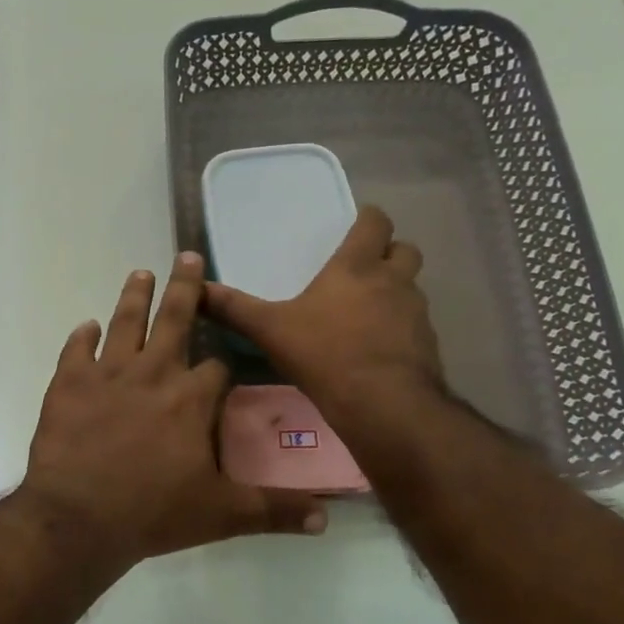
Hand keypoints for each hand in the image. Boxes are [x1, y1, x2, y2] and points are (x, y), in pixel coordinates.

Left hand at [21, 252, 325, 572]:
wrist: (79, 518)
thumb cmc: (153, 512)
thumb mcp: (222, 514)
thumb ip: (274, 509)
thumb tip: (325, 521)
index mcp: (192, 397)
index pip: (218, 366)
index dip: (224, 362)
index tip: (225, 362)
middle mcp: (154, 372)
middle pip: (174, 318)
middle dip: (185, 287)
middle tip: (187, 255)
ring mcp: (108, 373)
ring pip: (126, 321)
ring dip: (135, 295)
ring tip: (141, 273)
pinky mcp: (69, 382)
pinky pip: (76, 349)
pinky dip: (82, 336)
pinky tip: (87, 327)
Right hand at [203, 205, 446, 437]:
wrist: (383, 404)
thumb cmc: (325, 353)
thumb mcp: (270, 330)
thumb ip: (234, 308)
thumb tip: (195, 289)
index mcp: (357, 267)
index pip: (376, 222)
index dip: (369, 219)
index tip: (357, 225)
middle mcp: (393, 281)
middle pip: (405, 250)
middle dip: (390, 253)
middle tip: (365, 269)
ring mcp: (416, 313)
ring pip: (412, 288)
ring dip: (396, 292)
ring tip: (368, 312)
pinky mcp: (428, 344)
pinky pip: (416, 325)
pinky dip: (401, 329)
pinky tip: (379, 349)